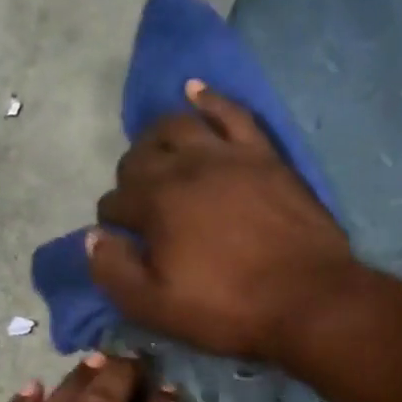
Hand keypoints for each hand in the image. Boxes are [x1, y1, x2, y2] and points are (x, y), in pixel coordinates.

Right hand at [87, 82, 355, 362]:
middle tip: (139, 206)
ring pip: (179, 125)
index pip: (114, 201)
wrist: (308, 300)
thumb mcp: (156, 307)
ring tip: (156, 153)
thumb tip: (93, 238)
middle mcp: (186, 167)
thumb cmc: (228, 309)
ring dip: (157, 137)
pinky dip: (209, 99)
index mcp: (155, 203)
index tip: (123, 242)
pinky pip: (232, 113)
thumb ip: (114, 271)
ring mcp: (228, 154)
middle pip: (140, 157)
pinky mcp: (263, 155)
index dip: (113, 223)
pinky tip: (195, 92)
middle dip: (129, 179)